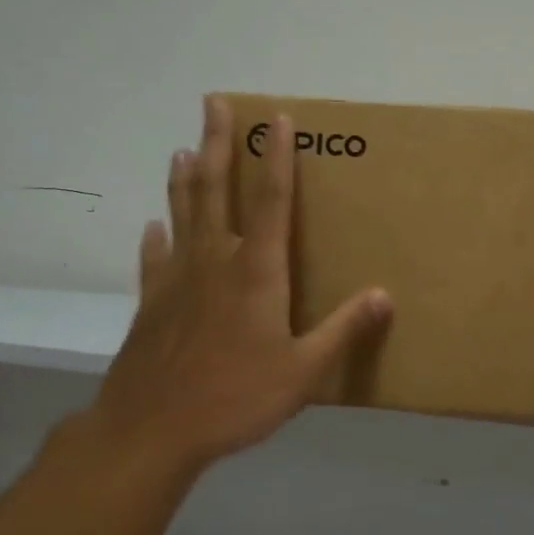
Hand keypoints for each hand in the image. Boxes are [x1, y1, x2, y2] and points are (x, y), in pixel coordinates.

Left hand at [76, 94, 392, 480]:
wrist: (149, 432)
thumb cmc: (234, 398)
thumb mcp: (303, 371)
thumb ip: (343, 330)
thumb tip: (384, 295)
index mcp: (256, 272)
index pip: (272, 201)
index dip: (278, 157)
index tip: (277, 118)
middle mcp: (215, 262)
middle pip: (217, 190)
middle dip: (218, 143)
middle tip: (213, 102)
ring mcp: (178, 281)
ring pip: (182, 214)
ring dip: (185, 178)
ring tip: (184, 148)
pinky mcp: (151, 304)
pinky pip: (154, 260)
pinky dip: (156, 239)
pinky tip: (153, 225)